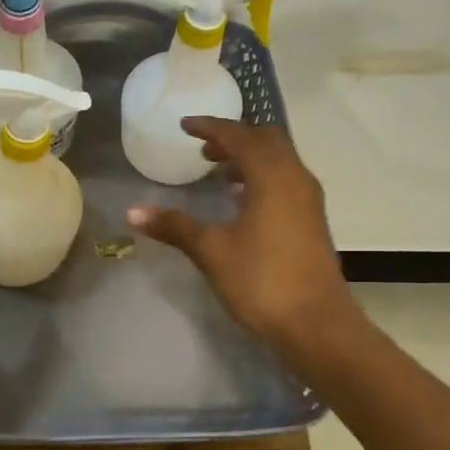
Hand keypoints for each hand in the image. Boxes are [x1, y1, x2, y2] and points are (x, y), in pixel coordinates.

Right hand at [128, 117, 353, 352]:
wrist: (316, 323)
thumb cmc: (262, 281)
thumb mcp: (212, 251)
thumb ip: (175, 226)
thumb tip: (133, 211)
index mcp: (272, 176)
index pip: (239, 136)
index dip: (210, 127)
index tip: (185, 126)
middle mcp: (295, 178)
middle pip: (266, 140)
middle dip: (233, 138)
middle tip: (203, 149)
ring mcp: (308, 200)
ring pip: (279, 160)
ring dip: (249, 158)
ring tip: (218, 172)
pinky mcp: (312, 220)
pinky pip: (285, 180)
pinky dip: (262, 177)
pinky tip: (242, 201)